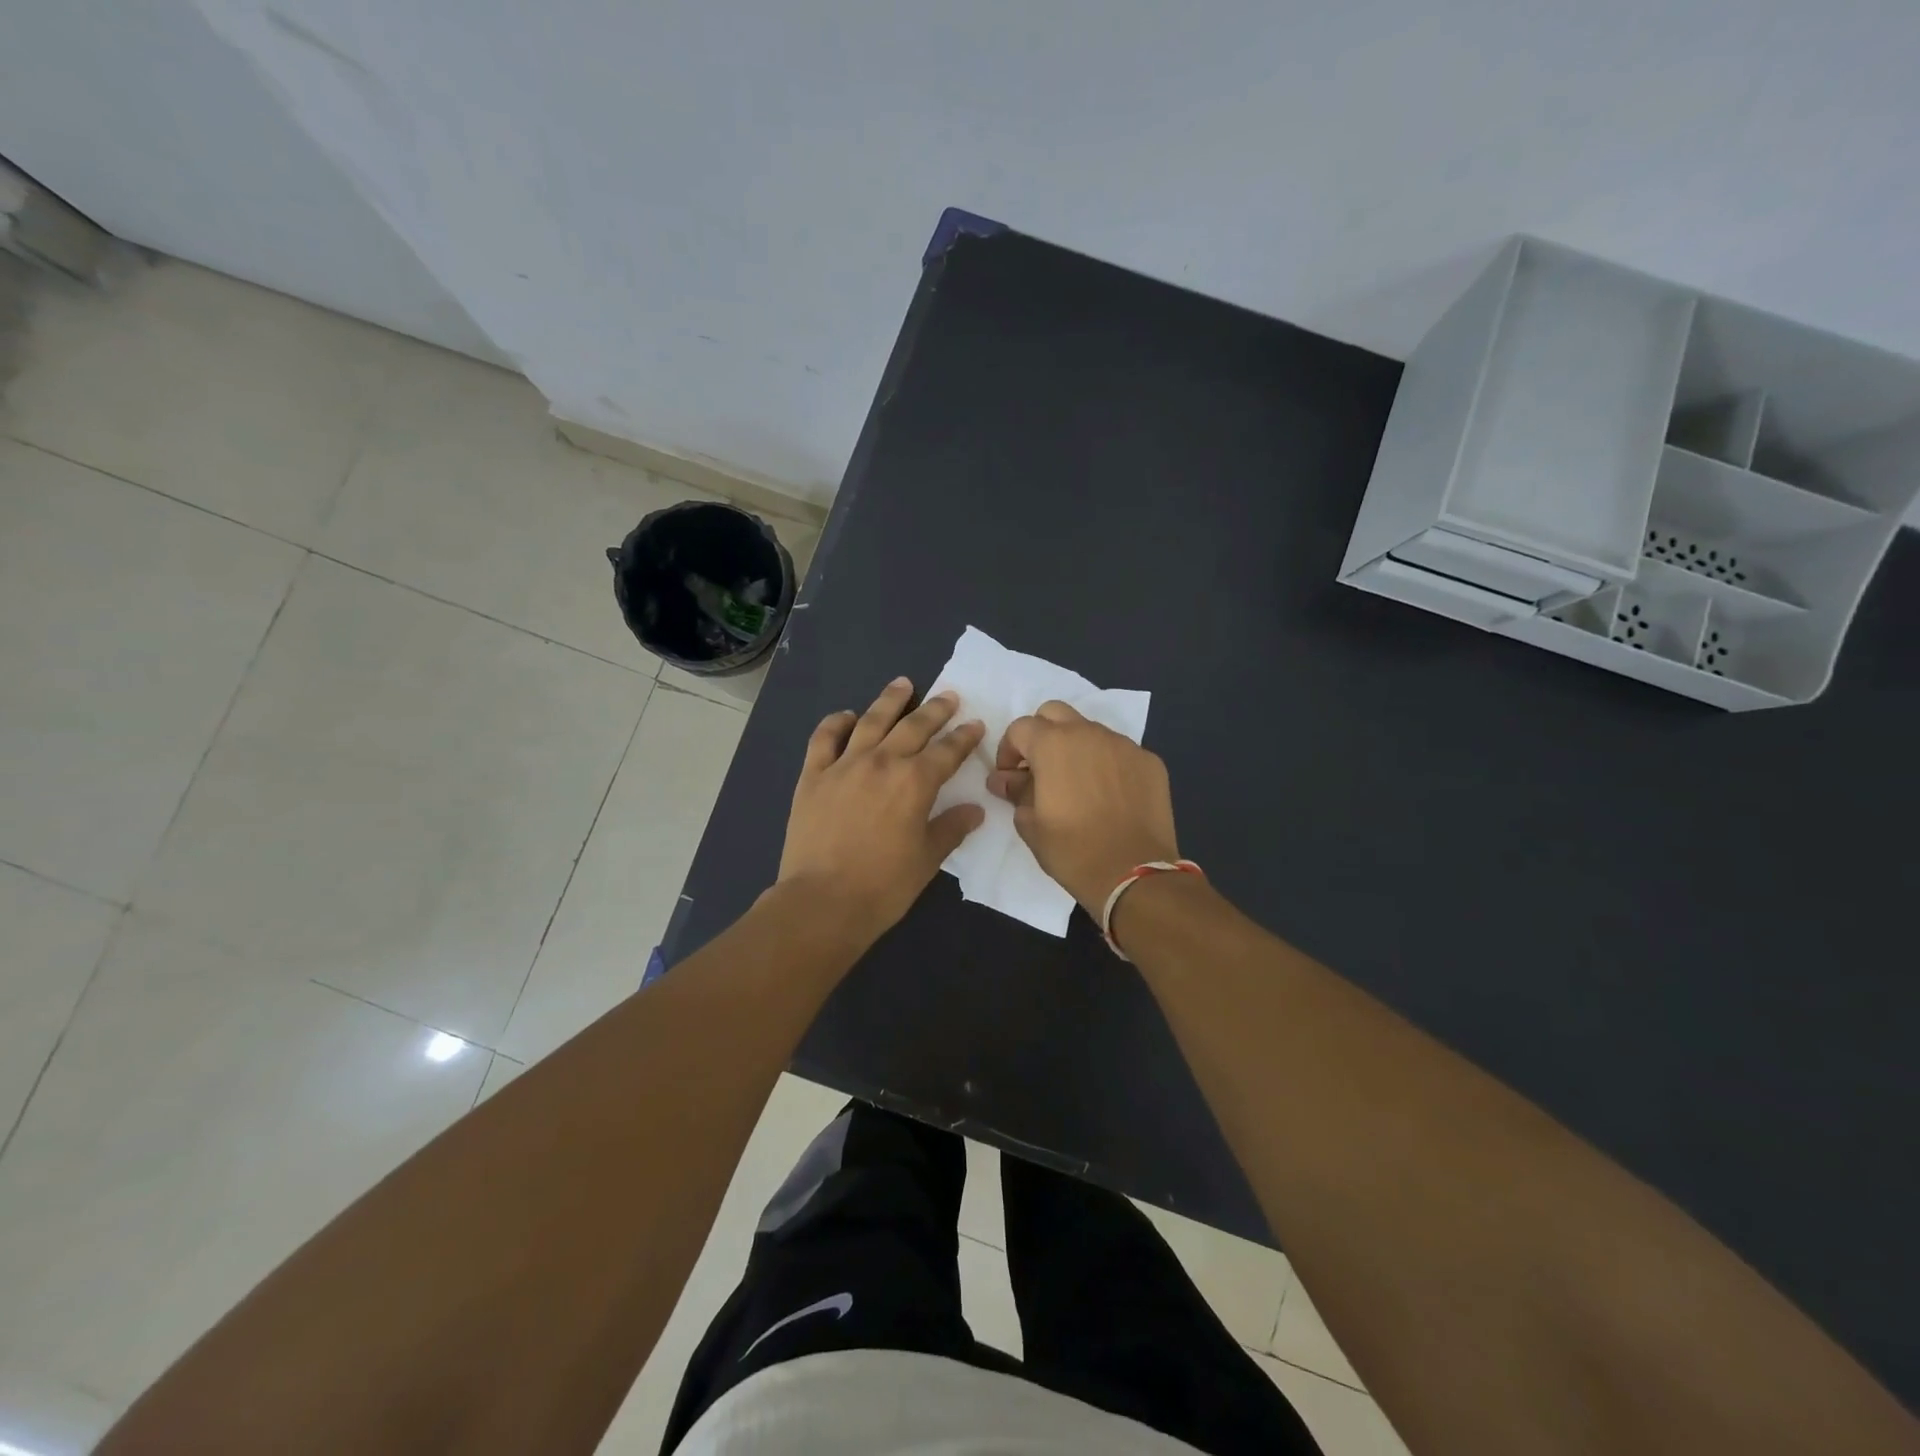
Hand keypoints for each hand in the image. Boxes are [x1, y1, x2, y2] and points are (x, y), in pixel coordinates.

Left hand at [778, 677, 985, 945]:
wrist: (823, 901)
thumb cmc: (884, 886)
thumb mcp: (928, 859)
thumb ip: (951, 828)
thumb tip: (975, 809)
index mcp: (915, 782)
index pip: (948, 751)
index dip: (964, 737)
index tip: (976, 724)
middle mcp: (882, 763)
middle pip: (914, 726)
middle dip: (935, 710)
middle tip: (949, 696)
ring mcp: (844, 765)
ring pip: (871, 721)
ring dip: (890, 701)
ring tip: (903, 684)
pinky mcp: (813, 776)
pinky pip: (824, 738)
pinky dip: (836, 723)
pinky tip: (846, 716)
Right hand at [986, 701, 1179, 913]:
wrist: (1133, 874)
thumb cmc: (1072, 850)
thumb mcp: (1030, 824)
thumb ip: (1015, 792)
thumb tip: (1003, 779)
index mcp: (1053, 744)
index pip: (1020, 728)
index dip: (1009, 750)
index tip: (1010, 777)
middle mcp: (1089, 733)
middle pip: (1055, 713)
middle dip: (1041, 735)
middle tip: (1040, 769)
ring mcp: (1124, 745)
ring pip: (1090, 731)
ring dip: (1076, 747)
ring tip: (1076, 784)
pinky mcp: (1150, 761)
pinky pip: (1119, 751)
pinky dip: (1107, 764)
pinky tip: (1108, 795)